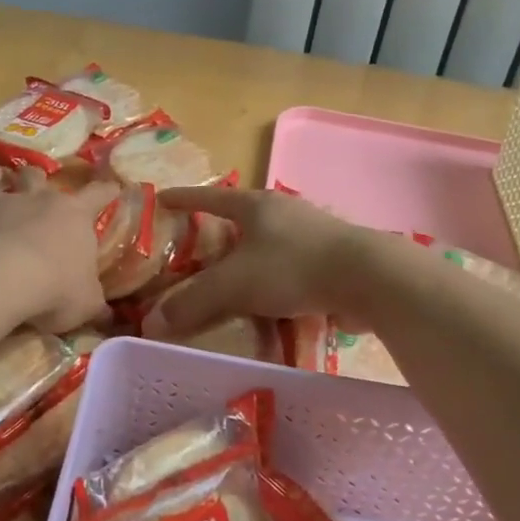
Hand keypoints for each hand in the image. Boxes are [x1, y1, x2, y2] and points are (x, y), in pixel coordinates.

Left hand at [0, 169, 108, 332]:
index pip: (98, 195)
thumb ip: (96, 305)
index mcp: (73, 216)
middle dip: (33, 176)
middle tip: (29, 176)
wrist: (6, 276)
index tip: (113, 183)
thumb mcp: (86, 303)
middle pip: (36, 177)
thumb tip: (112, 319)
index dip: (106, 190)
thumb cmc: (56, 286)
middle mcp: (36, 200)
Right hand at [140, 186, 381, 338]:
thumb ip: (193, 303)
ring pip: (269, 244)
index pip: (210, 197)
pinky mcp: (332, 259)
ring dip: (250, 259)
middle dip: (219, 231)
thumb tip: (151, 323)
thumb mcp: (234, 285)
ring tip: (231, 280)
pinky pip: (292, 267)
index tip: (162, 199)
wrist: (368, 278)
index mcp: (256, 205)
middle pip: (242, 218)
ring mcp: (312, 233)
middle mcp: (283, 211)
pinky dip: (275, 281)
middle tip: (196, 249)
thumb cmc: (293, 267)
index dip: (184, 199)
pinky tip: (269, 302)